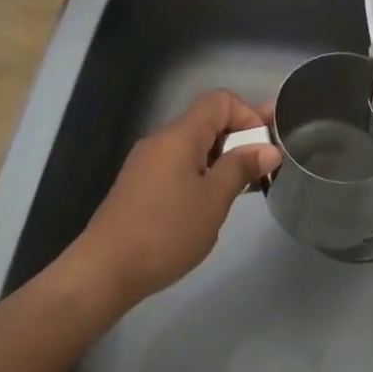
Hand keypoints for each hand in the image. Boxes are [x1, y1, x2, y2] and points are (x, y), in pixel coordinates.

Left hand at [64, 90, 281, 308]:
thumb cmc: (165, 232)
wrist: (103, 270)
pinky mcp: (138, 185)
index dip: (247, 114)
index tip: (262, 147)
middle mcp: (161, 139)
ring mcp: (146, 162)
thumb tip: (268, 149)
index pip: (219, 100)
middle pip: (206, 120)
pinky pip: (177, 164)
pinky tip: (209, 203)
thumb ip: (241, 168)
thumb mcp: (213, 200)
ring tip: (242, 185)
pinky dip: (200, 172)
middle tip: (265, 163)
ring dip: (220, 157)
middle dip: (238, 136)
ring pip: (192, 145)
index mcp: (180, 135)